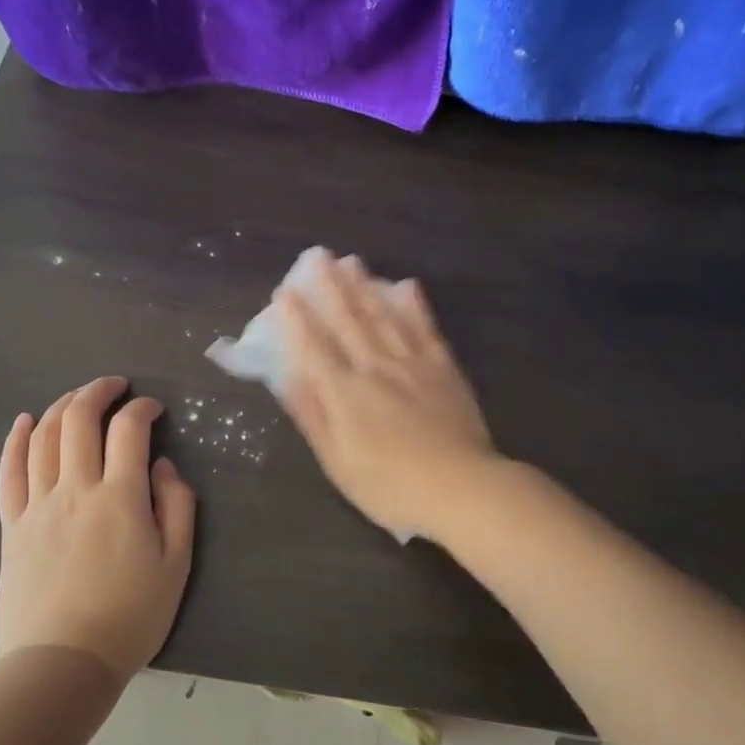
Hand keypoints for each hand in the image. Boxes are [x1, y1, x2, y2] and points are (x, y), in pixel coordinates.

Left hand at [0, 376, 196, 679]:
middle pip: (79, 420)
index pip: (129, 430)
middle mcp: (76, 489)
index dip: (142, 408)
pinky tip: (25, 421)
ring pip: (44, 437)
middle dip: (98, 392)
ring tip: (78, 398)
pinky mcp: (12, 526)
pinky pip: (9, 472)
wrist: (64, 663)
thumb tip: (163, 467)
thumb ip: (177, 507)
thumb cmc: (130, 616)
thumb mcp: (176, 564)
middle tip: (115, 386)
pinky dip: (16, 440)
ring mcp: (38, 505)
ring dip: (62, 406)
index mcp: (121, 497)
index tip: (153, 409)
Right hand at [279, 251, 498, 540]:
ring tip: (352, 262)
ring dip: (365, 287)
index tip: (284, 292)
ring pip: (384, 316)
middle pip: (349, 321)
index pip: (314, 346)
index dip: (297, 319)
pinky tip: (407, 285)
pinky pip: (425, 329)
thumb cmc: (390, 485)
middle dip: (330, 287)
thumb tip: (288, 375)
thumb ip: (312, 415)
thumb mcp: (338, 462)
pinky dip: (415, 306)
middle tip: (318, 257)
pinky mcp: (443, 368)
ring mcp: (413, 364)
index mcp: (346, 392)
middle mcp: (376, 368)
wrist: (460, 487)